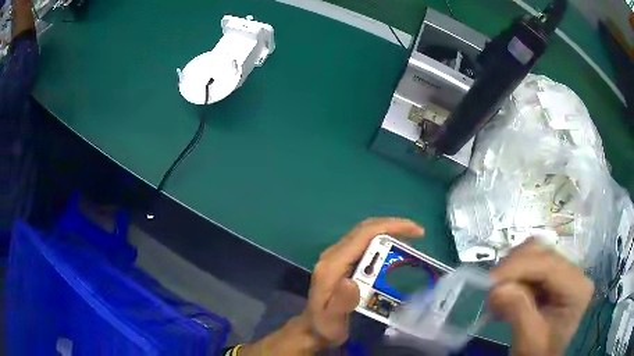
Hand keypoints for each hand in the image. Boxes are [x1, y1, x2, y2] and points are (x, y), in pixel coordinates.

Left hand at [305, 217, 424, 345]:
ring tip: (411, 240)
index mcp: (332, 265)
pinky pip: (364, 243)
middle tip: (418, 233)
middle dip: (393, 226)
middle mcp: (333, 256)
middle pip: (365, 229)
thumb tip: (352, 281)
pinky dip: (383, 241)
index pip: (363, 235)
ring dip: (389, 232)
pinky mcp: (341, 262)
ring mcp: (336, 257)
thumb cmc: (325, 326)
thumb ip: (341, 302)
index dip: (390, 227)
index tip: (415, 231)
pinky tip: (395, 250)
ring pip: (365, 234)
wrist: (312, 329)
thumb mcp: (332, 320)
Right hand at [489, 239, 593, 355]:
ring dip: (513, 270)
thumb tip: (497, 289)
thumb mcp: (528, 338)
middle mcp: (575, 273)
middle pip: (543, 252)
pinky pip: (531, 263)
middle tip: (492, 290)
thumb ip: (518, 310)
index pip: (549, 265)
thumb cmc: (537, 354)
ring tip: (499, 295)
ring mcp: (564, 272)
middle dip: (514, 267)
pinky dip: (514, 275)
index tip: (491, 280)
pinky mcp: (554, 275)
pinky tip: (507, 294)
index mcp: (577, 288)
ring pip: (535, 252)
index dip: (519, 267)